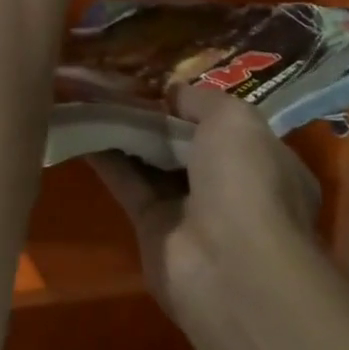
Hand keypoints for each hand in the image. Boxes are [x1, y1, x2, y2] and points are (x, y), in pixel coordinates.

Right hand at [89, 84, 320, 320]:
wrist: (230, 267)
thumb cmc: (247, 181)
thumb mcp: (234, 119)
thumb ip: (201, 100)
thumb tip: (173, 92)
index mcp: (267, 163)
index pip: (231, 128)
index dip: (199, 106)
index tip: (166, 83)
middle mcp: (231, 188)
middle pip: (187, 143)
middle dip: (159, 116)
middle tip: (121, 83)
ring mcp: (191, 211)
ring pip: (154, 161)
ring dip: (127, 130)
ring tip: (93, 94)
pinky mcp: (153, 228)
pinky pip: (127, 181)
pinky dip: (105, 155)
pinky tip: (82, 125)